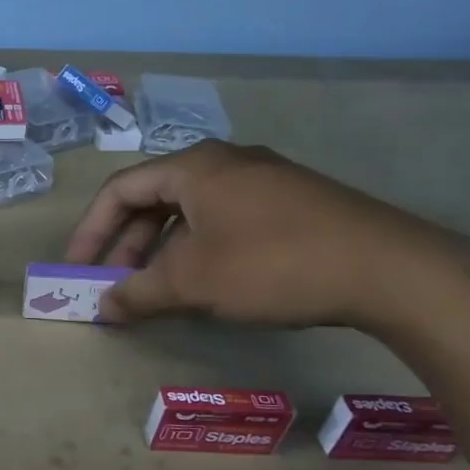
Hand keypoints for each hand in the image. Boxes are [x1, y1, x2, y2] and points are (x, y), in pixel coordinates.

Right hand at [65, 140, 469, 329]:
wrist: (390, 270)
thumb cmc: (272, 264)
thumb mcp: (193, 282)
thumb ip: (138, 293)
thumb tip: (102, 308)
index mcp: (194, 166)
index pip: (120, 189)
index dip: (91, 230)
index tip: (78, 268)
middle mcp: (226, 161)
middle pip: (155, 198)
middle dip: (128, 244)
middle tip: (118, 284)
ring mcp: (265, 179)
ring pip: (192, 211)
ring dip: (164, 249)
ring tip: (160, 289)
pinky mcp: (295, 202)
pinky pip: (226, 219)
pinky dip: (201, 248)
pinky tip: (210, 282)